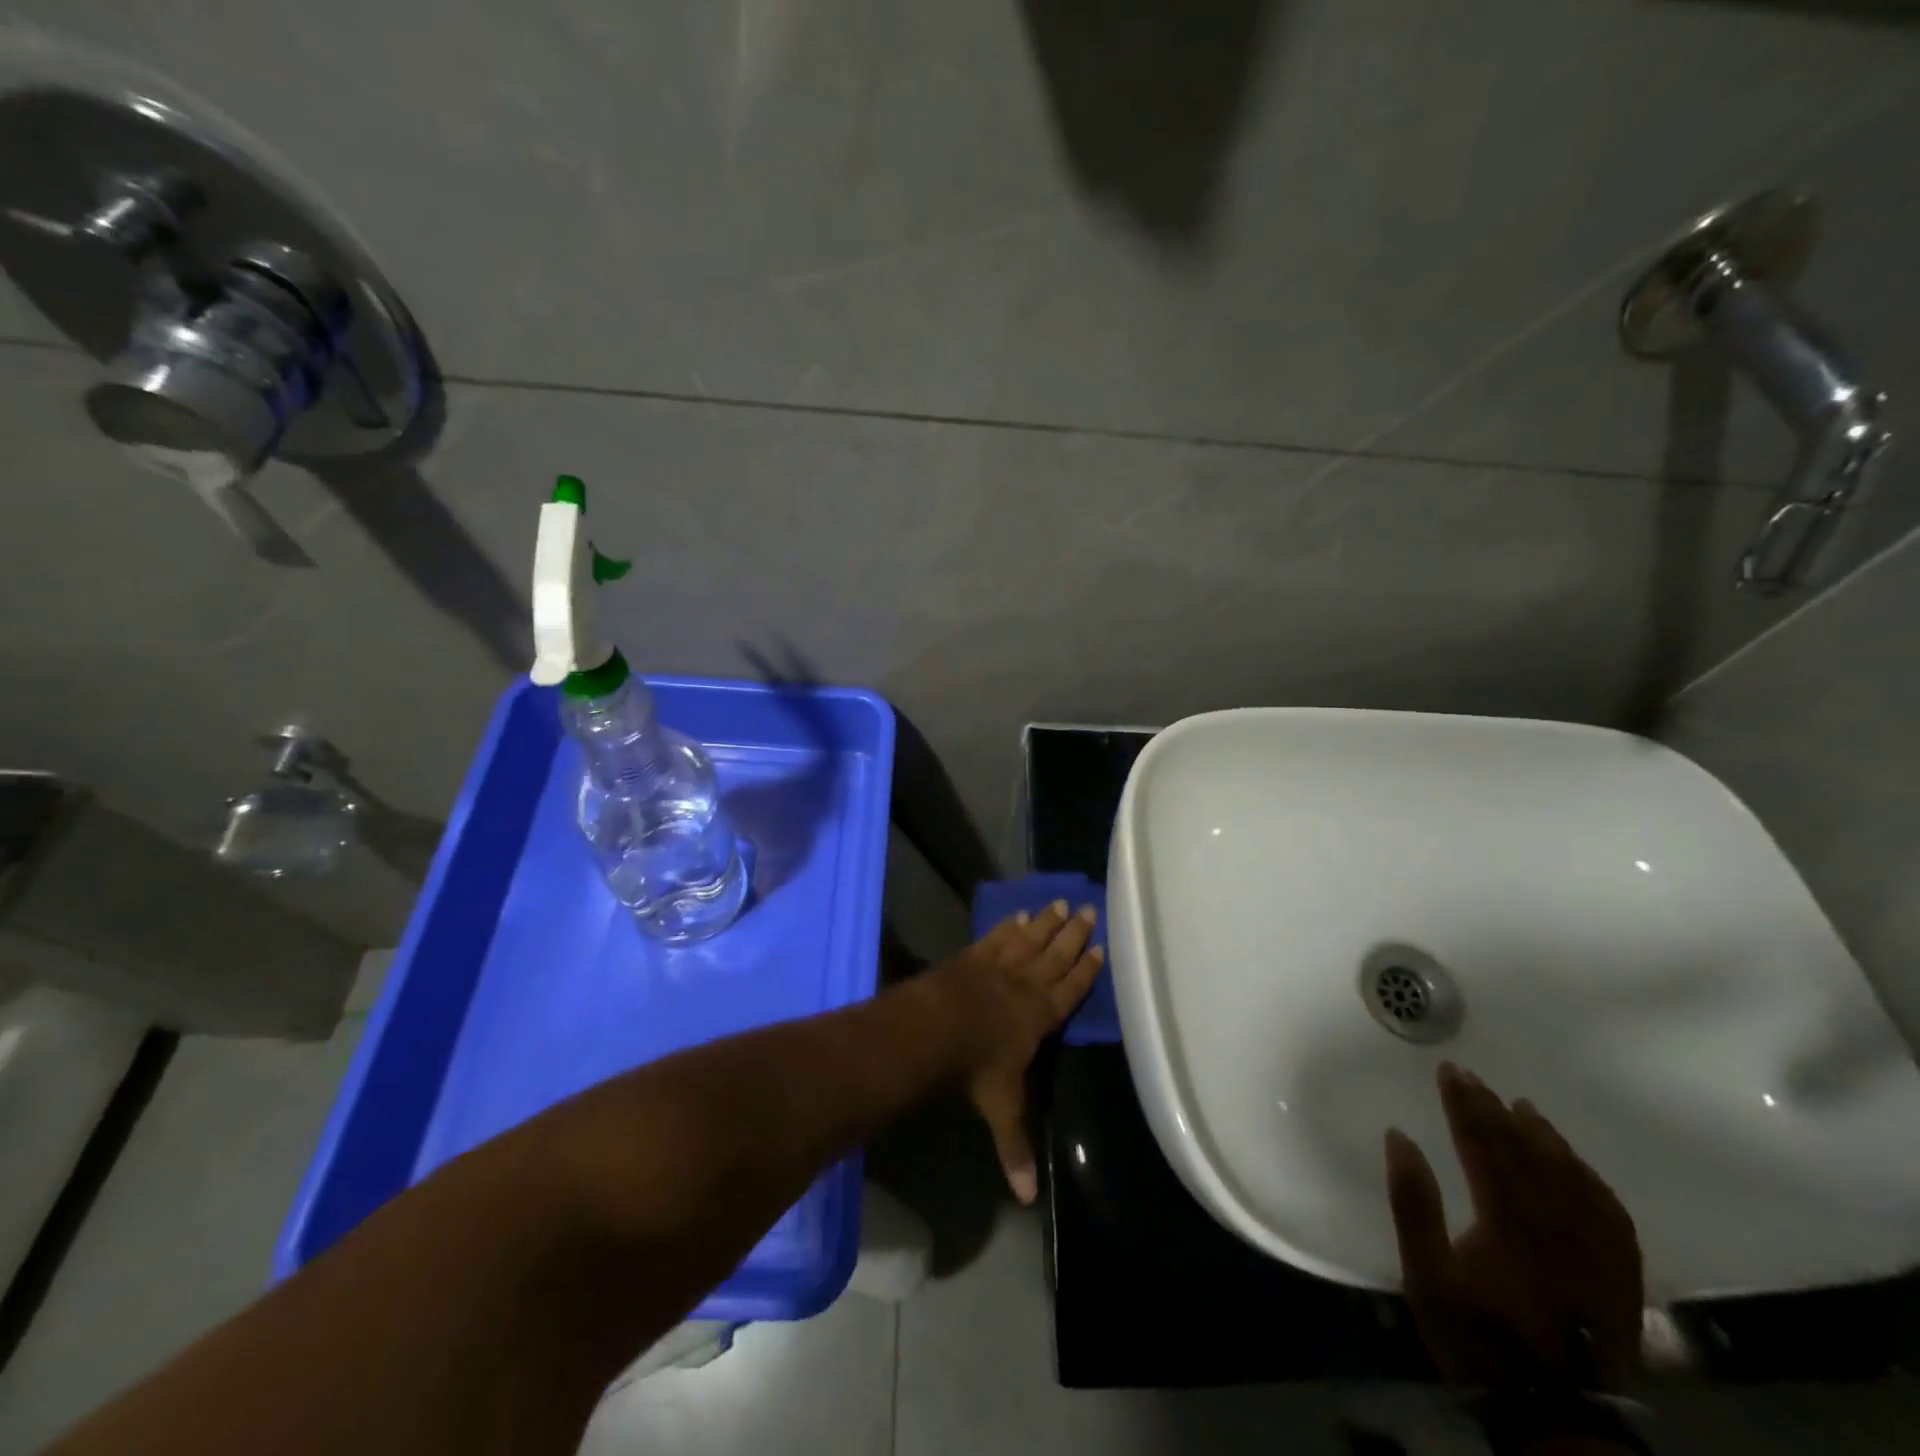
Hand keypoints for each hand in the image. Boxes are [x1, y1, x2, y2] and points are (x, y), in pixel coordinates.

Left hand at [924, 902, 1102, 1203]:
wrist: (936, 1028)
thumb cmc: (976, 1067)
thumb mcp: (1001, 1108)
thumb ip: (1016, 1146)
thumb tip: (1028, 1200)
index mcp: (1040, 1016)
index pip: (1070, 990)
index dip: (1086, 970)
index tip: (1100, 948)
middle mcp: (1025, 984)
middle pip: (1055, 955)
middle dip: (1072, 934)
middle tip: (1087, 909)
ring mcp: (998, 966)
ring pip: (1030, 939)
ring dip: (1045, 922)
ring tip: (1058, 902)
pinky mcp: (973, 956)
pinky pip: (997, 937)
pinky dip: (1009, 926)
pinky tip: (1018, 915)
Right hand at [1385, 1063, 1643, 1392]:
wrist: (1556, 1417)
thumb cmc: (1479, 1338)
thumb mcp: (1426, 1274)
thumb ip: (1413, 1202)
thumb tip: (1399, 1137)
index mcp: (1508, 1220)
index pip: (1483, 1143)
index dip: (1464, 1104)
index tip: (1449, 1071)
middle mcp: (1557, 1224)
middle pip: (1524, 1150)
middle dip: (1494, 1108)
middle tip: (1473, 1077)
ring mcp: (1595, 1250)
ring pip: (1570, 1174)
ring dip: (1543, 1135)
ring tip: (1523, 1107)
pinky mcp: (1620, 1275)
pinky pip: (1610, 1212)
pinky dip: (1590, 1178)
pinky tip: (1577, 1164)